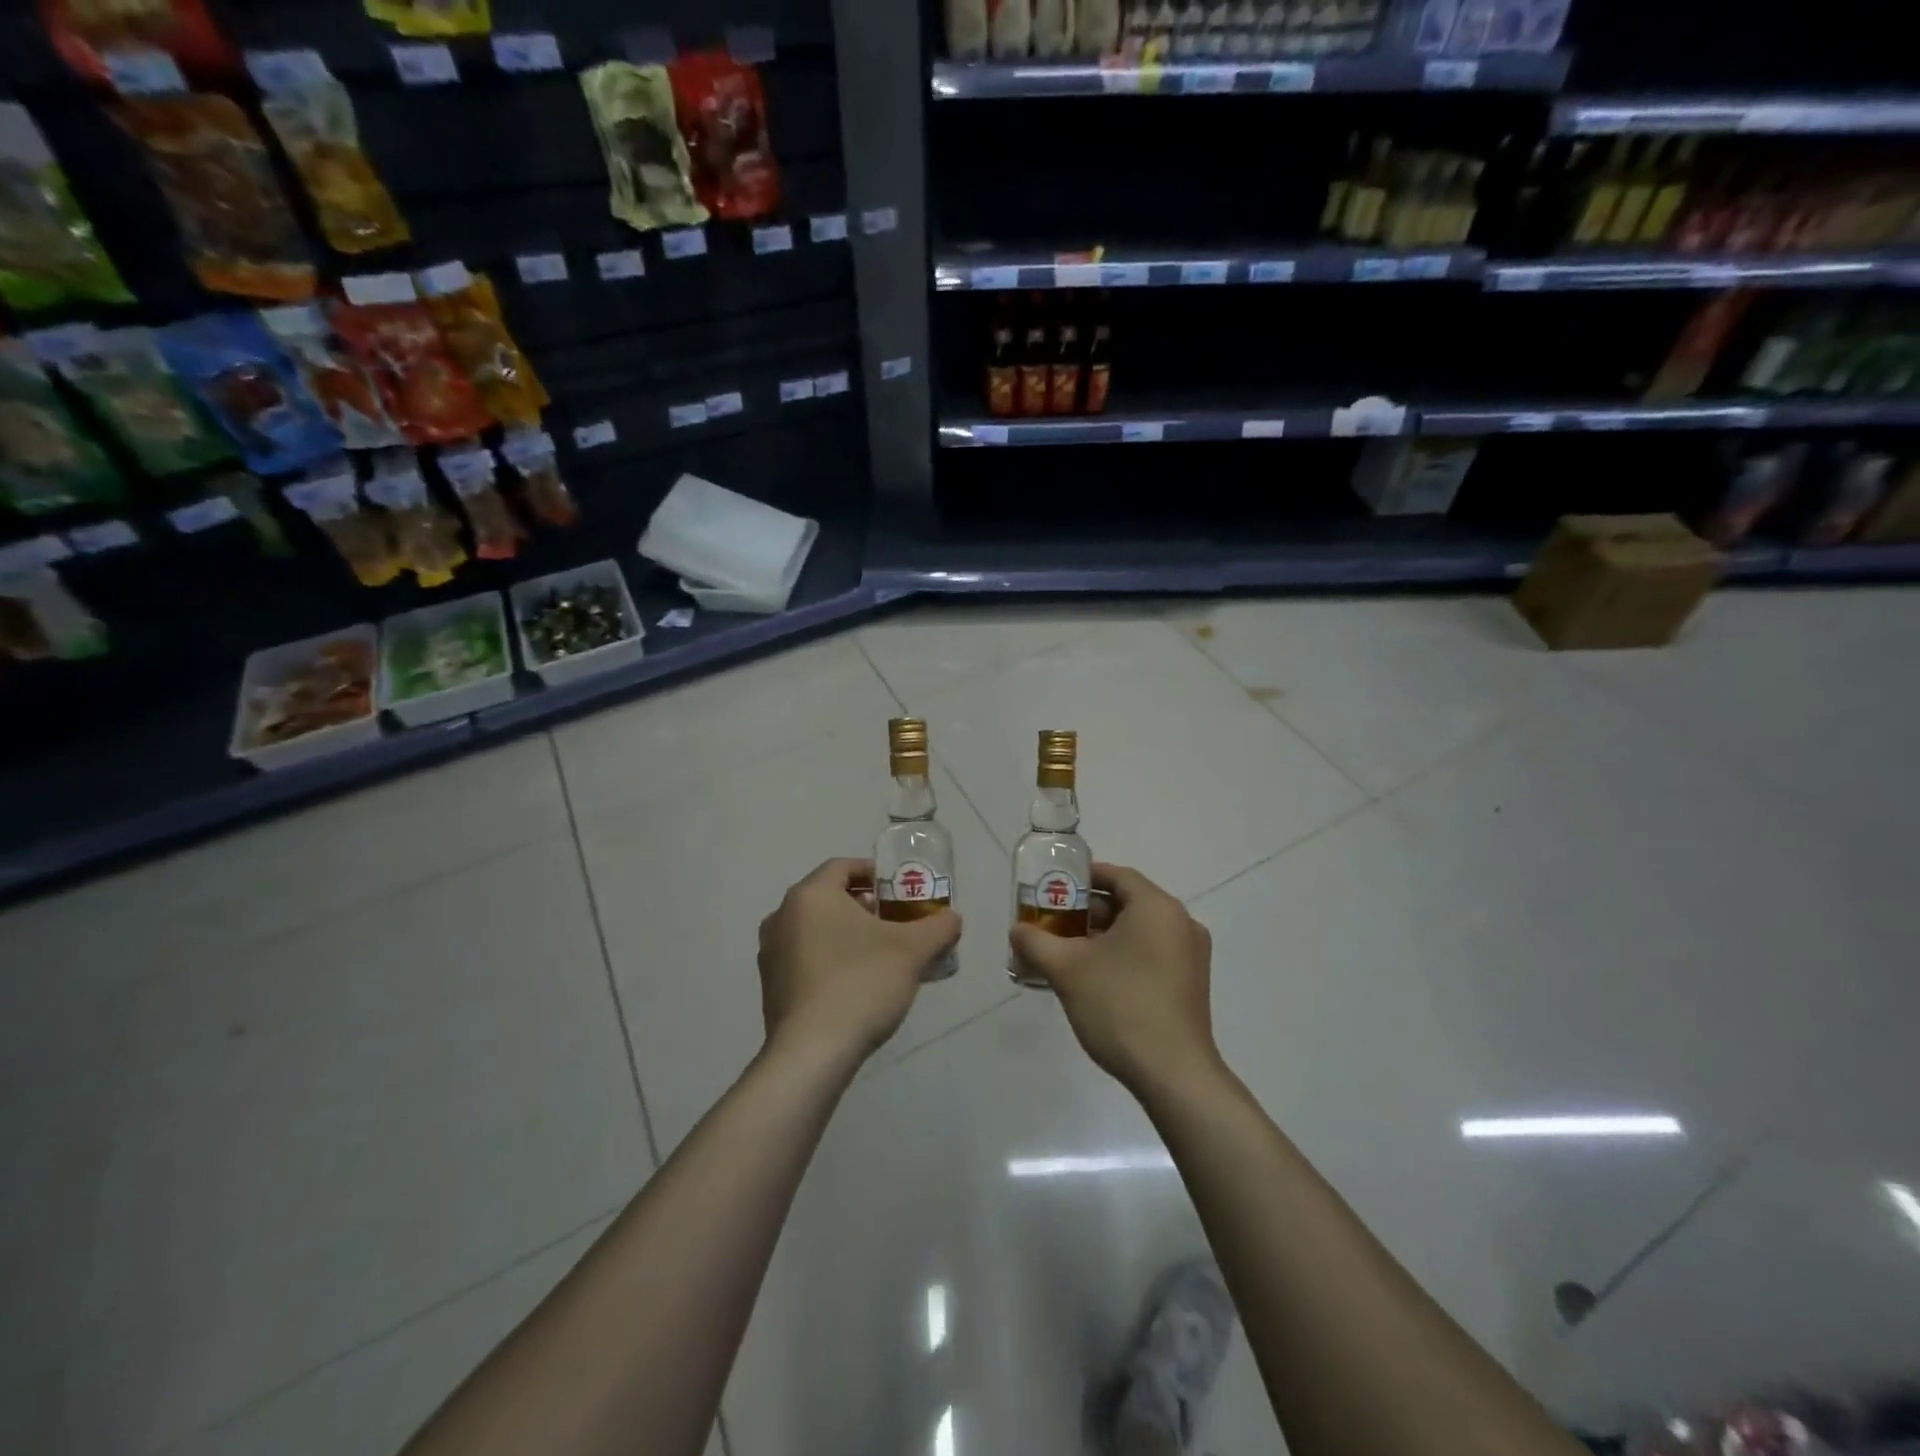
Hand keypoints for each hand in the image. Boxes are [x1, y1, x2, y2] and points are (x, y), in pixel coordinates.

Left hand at [758, 858, 961, 1066]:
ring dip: (846, 932)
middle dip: (863, 905)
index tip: (899, 889)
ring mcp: (771, 952)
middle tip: (894, 922)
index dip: (874, 872)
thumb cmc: (861, 983)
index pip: (843, 866)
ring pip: (815, 927)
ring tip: (879, 953)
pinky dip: (829, 958)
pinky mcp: (770, 985)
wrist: (812, 1053)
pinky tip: (855, 982)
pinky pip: (804, 956)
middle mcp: (782, 916)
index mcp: (810, 895)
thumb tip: (952, 918)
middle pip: (828, 897)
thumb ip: (938, 927)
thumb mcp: (912, 951)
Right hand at [1008, 863, 1218, 1095]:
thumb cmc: (1120, 1006)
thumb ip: (1036, 942)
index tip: (1054, 887)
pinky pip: (1152, 953)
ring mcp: (1191, 955)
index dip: (1083, 878)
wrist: (1172, 1074)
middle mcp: (1181, 923)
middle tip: (1053, 923)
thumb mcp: (1067, 969)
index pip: (1117, 876)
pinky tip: (1095, 977)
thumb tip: (1017, 930)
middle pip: (1128, 902)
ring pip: (1139, 930)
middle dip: (1087, 911)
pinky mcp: (1191, 984)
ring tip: (1067, 951)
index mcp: (1157, 907)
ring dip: (1103, 935)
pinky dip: (1124, 954)